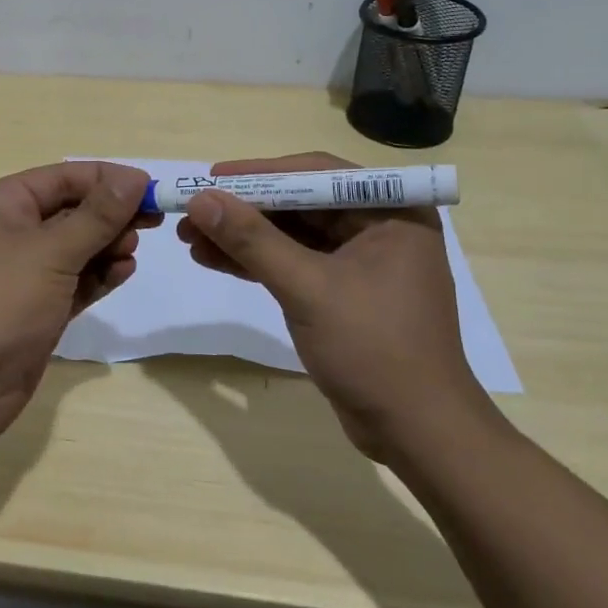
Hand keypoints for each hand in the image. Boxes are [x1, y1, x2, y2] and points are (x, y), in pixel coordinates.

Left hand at [0, 161, 158, 445]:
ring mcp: (21, 273)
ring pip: (74, 248)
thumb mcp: (51, 252)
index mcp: (0, 204)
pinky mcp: (34, 309)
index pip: (62, 178)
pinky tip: (123, 273)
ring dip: (106, 246)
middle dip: (110, 215)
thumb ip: (97, 215)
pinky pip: (73, 281)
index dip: (107, 180)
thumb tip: (135, 178)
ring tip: (131, 253)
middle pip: (70, 211)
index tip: (152, 189)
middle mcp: (8, 231)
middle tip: (152, 223)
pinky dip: (98, 276)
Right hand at [178, 152, 495, 461]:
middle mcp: (379, 227)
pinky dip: (256, 262)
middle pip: (300, 203)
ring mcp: (361, 262)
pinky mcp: (344, 293)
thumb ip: (253, 240)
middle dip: (244, 209)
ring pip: (292, 235)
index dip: (259, 174)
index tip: (211, 177)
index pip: (316, 175)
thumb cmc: (374, 348)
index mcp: (391, 212)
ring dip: (243, 236)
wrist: (417, 433)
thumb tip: (199, 200)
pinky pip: (294, 263)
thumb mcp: (308, 288)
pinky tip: (214, 259)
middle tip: (193, 211)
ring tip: (190, 237)